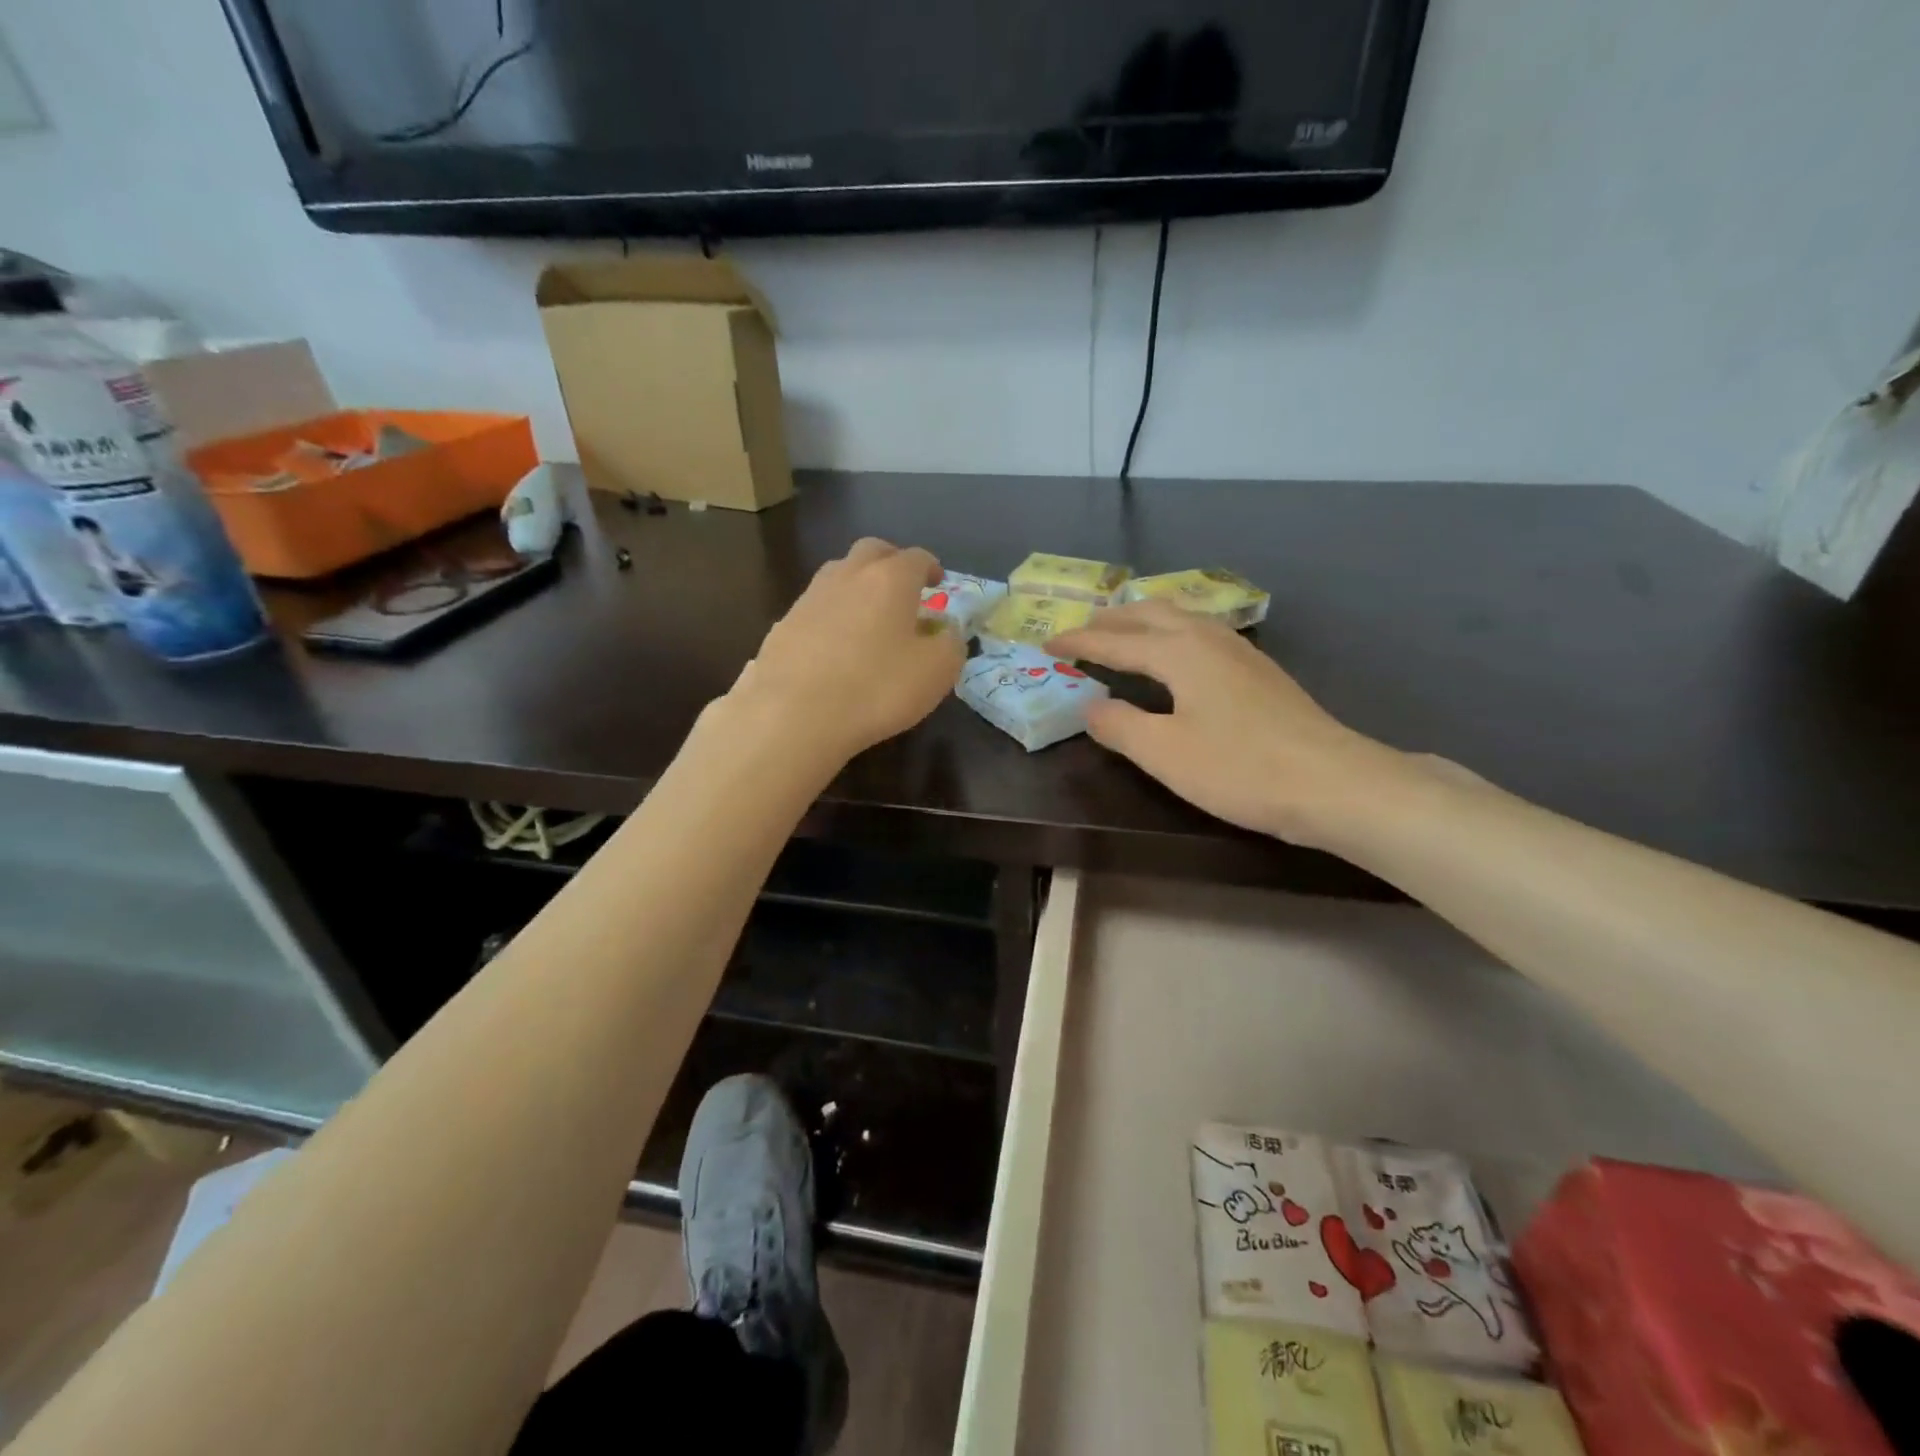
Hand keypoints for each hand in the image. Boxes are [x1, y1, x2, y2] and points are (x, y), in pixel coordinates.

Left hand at [736, 538, 964, 761]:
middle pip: (872, 551)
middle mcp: (847, 576)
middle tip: (903, 588)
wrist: (793, 715)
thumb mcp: (937, 672)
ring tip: (869, 616)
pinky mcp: (783, 625)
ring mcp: (810, 598)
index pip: (917, 557)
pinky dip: (831, 616)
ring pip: (838, 575)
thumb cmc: (877, 688)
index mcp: (890, 579)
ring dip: (858, 586)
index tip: (938, 584)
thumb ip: (951, 643)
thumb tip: (947, 630)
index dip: (931, 568)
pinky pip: (816, 609)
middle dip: (891, 562)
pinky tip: (835, 646)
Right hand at [1048, 601, 1406, 844]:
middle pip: (1149, 614)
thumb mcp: (1164, 753)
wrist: (1333, 782)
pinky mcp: (1258, 670)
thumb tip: (1090, 706)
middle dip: (1110, 620)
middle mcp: (1207, 638)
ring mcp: (1239, 651)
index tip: (1046, 642)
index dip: (1078, 642)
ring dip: (1142, 621)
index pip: (1115, 641)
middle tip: (1080, 631)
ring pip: (1179, 618)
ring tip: (1121, 632)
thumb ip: (1119, 726)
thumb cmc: (1240, 768)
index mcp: (1179, 652)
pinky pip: (1200, 633)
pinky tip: (1176, 653)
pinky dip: (1170, 633)